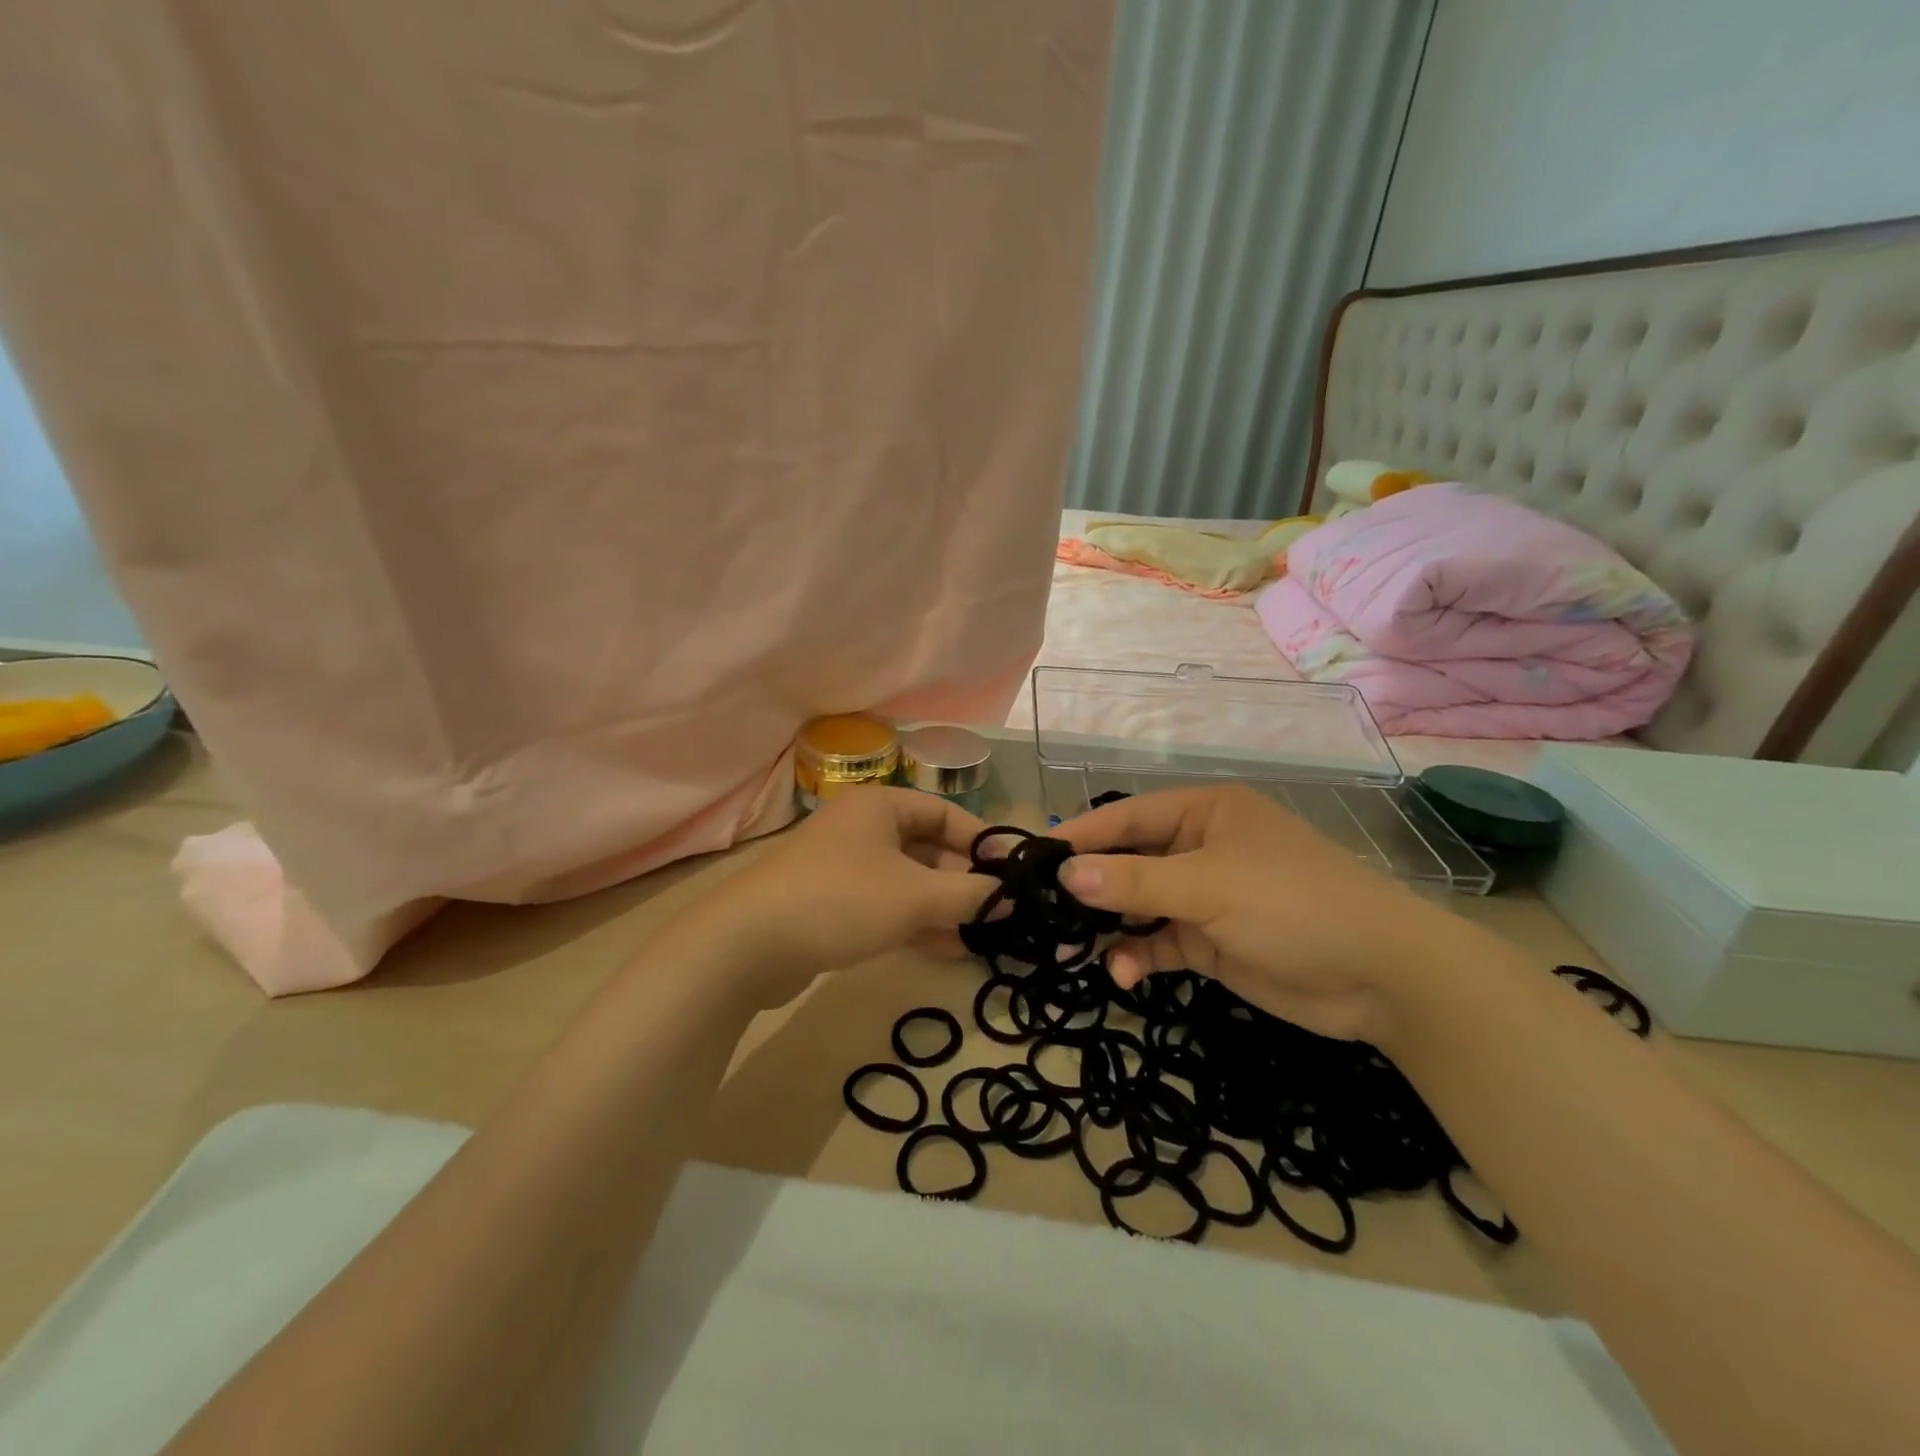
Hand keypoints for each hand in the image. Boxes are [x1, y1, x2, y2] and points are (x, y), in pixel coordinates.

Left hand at [671, 785, 995, 1009]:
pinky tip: (946, 950)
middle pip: (928, 849)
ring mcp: (845, 867)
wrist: (748, 945)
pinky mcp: (831, 903)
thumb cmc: (842, 900)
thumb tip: (1012, 898)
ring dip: (943, 908)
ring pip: (908, 882)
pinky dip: (916, 923)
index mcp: (881, 806)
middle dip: (963, 883)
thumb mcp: (915, 896)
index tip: (1012, 874)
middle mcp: (863, 828)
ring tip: (980, 939)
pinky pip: (886, 906)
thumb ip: (969, 895)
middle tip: (998, 915)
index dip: (982, 842)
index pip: (945, 813)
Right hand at [1055, 785, 1477, 1043]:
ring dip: (1108, 927)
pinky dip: (1138, 955)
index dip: (1081, 835)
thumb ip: (1136, 880)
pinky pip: (1159, 942)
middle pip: (1128, 862)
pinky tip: (1123, 974)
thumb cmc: (1294, 905)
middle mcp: (1200, 848)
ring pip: (1138, 905)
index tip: (1032, 858)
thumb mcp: (1210, 886)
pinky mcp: (1211, 942)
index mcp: (1204, 813)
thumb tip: (1066, 874)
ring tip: (1069, 953)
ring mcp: (1205, 897)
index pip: (1127, 816)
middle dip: (1089, 888)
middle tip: (1041, 914)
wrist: (1382, 978)